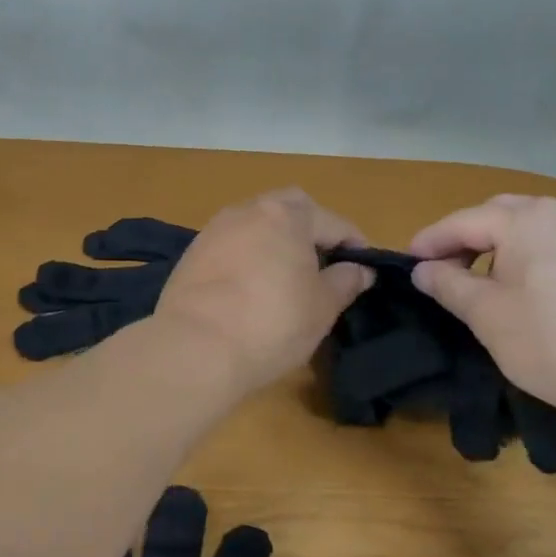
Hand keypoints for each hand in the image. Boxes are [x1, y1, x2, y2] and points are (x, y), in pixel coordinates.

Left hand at [155, 190, 374, 391]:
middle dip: (310, 229)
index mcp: (287, 215)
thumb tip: (360, 269)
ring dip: (275, 241)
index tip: (363, 269)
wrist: (194, 348)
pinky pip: (232, 245)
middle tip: (322, 264)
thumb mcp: (322, 307)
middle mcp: (249, 210)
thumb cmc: (272, 324)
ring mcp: (215, 229)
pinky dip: (248, 257)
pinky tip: (251, 287)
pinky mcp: (192, 254)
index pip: (333, 221)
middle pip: (289, 208)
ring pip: (256, 224)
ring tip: (286, 277)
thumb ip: (345, 282)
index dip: (354, 243)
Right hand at [409, 195, 555, 424]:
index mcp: (527, 218)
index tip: (407, 263)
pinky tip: (529, 290)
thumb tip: (423, 270)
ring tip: (484, 282)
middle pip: (500, 214)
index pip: (464, 221)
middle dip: (467, 238)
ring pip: (533, 228)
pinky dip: (532, 257)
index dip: (430, 241)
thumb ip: (449, 284)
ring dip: (501, 247)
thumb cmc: (551, 342)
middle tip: (444, 271)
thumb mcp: (487, 315)